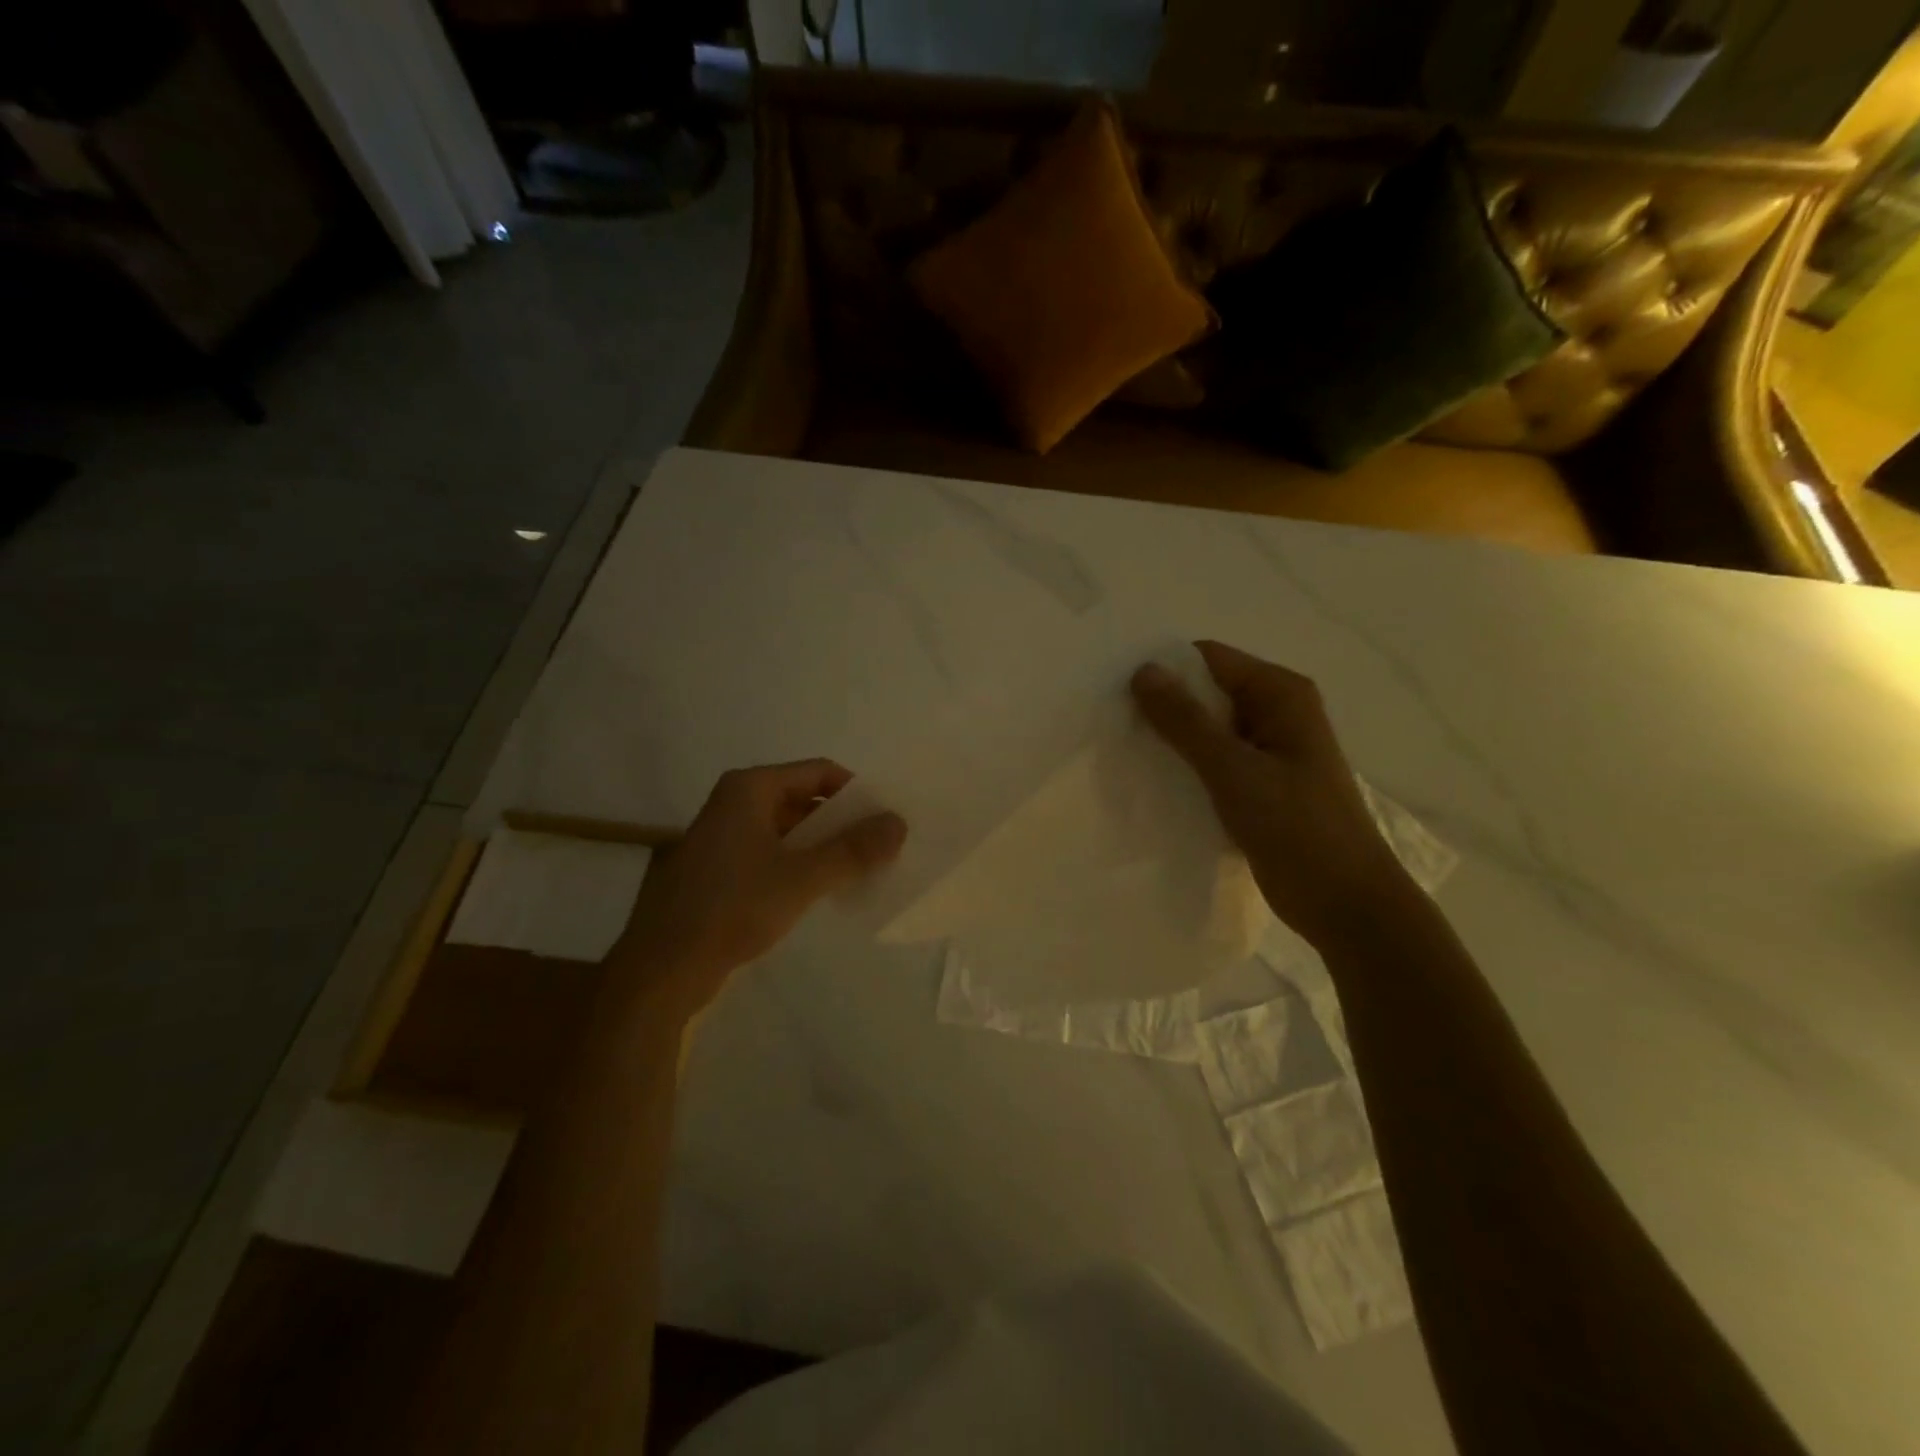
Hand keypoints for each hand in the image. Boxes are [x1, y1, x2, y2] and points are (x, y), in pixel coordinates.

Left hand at [611, 760, 906, 1013]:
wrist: (662, 969)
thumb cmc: (732, 908)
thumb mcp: (802, 877)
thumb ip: (853, 849)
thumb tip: (899, 823)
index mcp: (750, 788)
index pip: (819, 772)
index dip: (856, 792)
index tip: (885, 821)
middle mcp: (734, 802)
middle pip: (803, 798)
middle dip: (842, 822)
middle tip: (879, 849)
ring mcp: (723, 836)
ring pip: (788, 829)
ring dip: (823, 846)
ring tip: (858, 871)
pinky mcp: (718, 870)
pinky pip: (771, 854)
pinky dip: (799, 865)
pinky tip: (820, 891)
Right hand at [1131, 641, 1416, 949]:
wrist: (1346, 904)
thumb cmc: (1298, 828)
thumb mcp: (1234, 770)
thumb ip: (1186, 721)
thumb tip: (1143, 670)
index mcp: (1280, 695)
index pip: (1209, 659)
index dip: (1164, 670)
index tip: (1114, 690)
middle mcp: (1276, 713)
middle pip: (1206, 693)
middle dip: (1162, 706)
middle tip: (1109, 723)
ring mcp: (1268, 752)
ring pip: (1206, 731)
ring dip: (1170, 740)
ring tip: (1120, 751)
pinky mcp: (1259, 786)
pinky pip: (1213, 763)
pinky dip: (1184, 768)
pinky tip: (1150, 782)